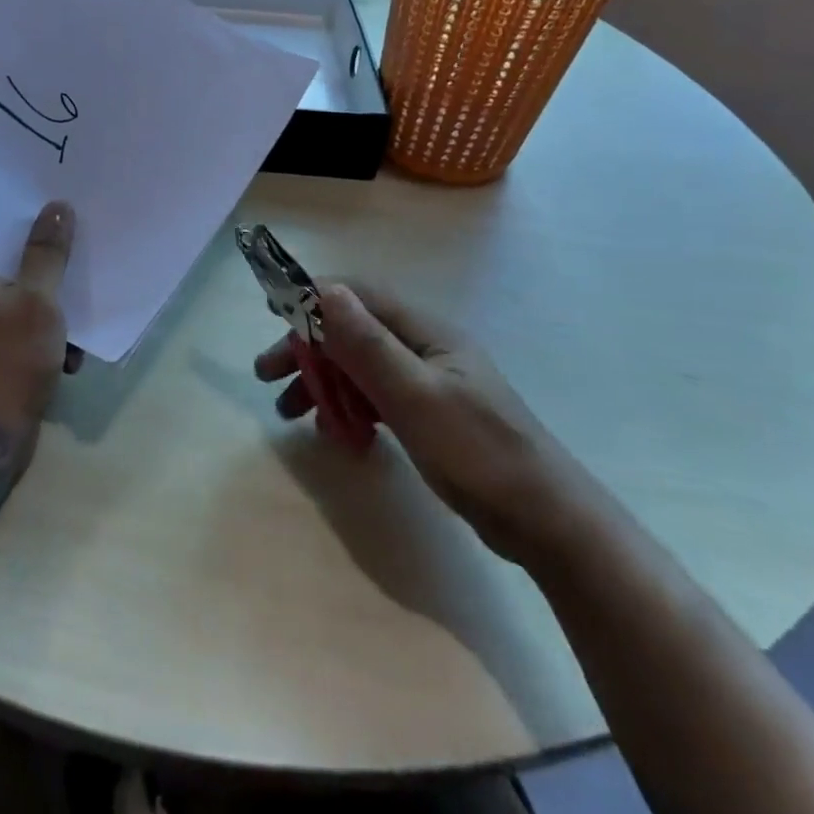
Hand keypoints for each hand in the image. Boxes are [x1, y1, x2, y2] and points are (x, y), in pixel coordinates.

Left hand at [0, 201, 79, 466]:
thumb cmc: (9, 360)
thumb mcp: (37, 300)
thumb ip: (48, 253)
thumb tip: (56, 205)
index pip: (2, 233)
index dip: (36, 225)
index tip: (70, 219)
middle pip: (20, 267)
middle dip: (55, 274)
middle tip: (87, 266)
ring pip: (29, 301)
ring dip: (58, 314)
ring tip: (80, 329)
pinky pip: (29, 330)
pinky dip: (50, 340)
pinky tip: (72, 359)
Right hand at [257, 281, 592, 563]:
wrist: (546, 523)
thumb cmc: (478, 453)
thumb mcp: (415, 397)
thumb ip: (367, 344)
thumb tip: (323, 290)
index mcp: (425, 331)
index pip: (358, 295)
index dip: (312, 298)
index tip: (273, 316)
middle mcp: (423, 346)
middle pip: (352, 332)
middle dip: (307, 348)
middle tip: (266, 375)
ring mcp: (427, 381)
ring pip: (360, 366)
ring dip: (322, 382)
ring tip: (287, 412)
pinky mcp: (429, 413)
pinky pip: (376, 396)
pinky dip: (348, 407)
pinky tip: (336, 432)